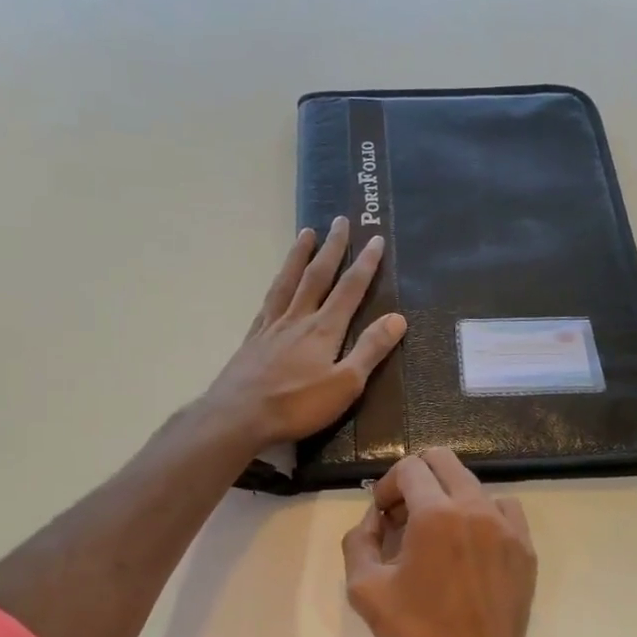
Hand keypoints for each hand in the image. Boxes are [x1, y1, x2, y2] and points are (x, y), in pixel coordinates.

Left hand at [206, 218, 406, 451]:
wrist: (238, 416)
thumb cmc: (297, 406)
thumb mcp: (345, 384)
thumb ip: (370, 350)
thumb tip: (398, 318)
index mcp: (324, 329)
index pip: (349, 289)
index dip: (365, 263)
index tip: (375, 237)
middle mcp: (298, 319)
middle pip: (317, 275)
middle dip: (332, 247)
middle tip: (341, 220)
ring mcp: (271, 326)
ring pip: (288, 281)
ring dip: (299, 255)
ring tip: (306, 233)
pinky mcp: (252, 339)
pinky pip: (268, 302)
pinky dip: (276, 284)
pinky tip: (277, 283)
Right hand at [342, 448, 546, 636]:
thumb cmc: (416, 635)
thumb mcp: (365, 589)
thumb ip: (360, 540)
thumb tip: (375, 518)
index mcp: (436, 515)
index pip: (409, 468)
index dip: (387, 486)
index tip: (382, 516)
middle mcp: (475, 508)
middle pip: (443, 460)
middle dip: (417, 478)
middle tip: (404, 515)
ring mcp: (507, 526)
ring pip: (472, 483)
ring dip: (447, 496)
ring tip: (436, 534)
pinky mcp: (525, 547)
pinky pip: (503, 508)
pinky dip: (481, 513)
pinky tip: (470, 544)